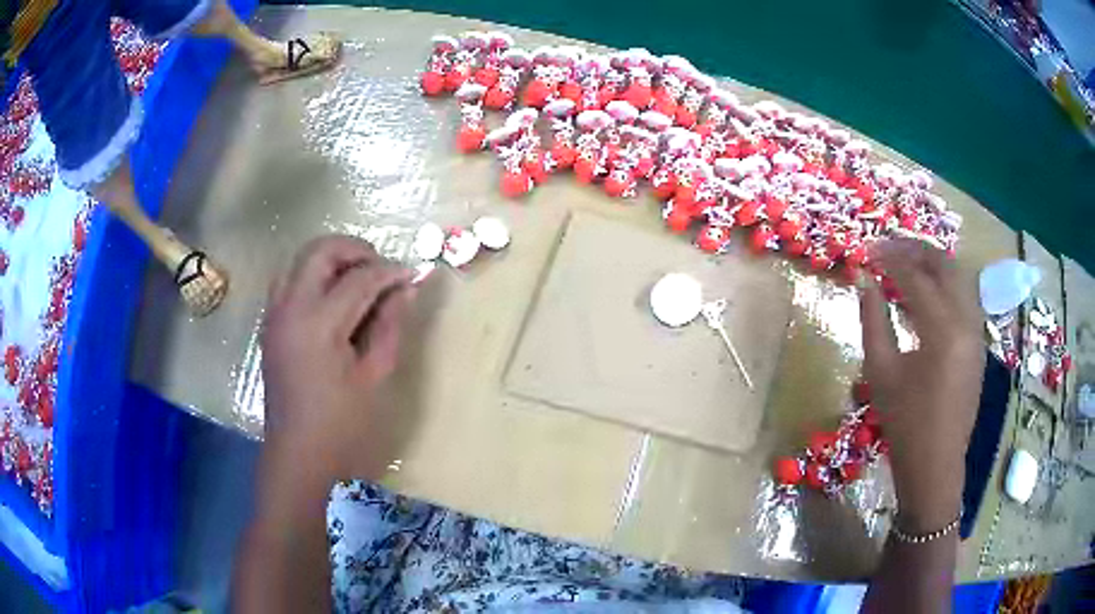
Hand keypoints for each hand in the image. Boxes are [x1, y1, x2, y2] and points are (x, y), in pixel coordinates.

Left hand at [261, 235, 414, 481]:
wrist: (298, 457)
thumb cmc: (343, 428)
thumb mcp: (375, 377)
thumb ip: (390, 325)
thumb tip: (406, 288)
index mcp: (319, 324)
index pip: (360, 278)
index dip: (390, 272)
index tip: (414, 274)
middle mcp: (290, 308)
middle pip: (320, 251)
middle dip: (355, 250)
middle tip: (382, 270)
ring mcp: (275, 315)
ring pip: (299, 259)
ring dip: (331, 259)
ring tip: (358, 280)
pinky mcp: (270, 325)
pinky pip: (289, 280)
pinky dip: (312, 275)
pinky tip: (333, 299)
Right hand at [859, 238, 983, 531]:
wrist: (935, 465)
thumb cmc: (904, 424)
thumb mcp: (881, 373)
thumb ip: (873, 320)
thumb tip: (864, 280)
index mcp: (942, 330)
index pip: (915, 276)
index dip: (889, 259)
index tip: (867, 252)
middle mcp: (966, 321)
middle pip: (945, 265)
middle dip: (915, 250)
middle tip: (888, 249)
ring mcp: (977, 332)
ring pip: (958, 278)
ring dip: (932, 265)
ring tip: (905, 267)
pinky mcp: (978, 344)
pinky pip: (963, 299)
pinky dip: (943, 287)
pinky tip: (925, 297)